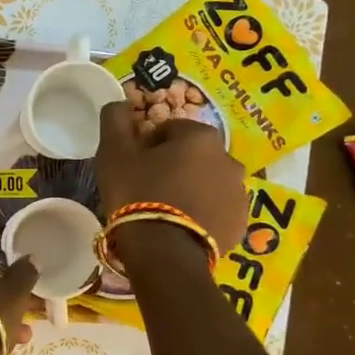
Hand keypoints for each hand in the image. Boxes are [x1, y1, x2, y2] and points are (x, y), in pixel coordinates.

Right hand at [96, 99, 247, 256]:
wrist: (164, 252)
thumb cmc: (137, 193)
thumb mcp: (114, 152)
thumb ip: (116, 119)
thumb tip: (121, 102)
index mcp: (201, 137)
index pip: (171, 129)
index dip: (148, 144)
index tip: (134, 164)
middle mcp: (229, 160)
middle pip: (194, 156)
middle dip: (174, 166)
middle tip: (147, 187)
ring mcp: (239, 194)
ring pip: (207, 183)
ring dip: (190, 189)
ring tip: (164, 210)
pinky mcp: (240, 224)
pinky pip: (217, 210)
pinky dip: (202, 213)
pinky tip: (180, 227)